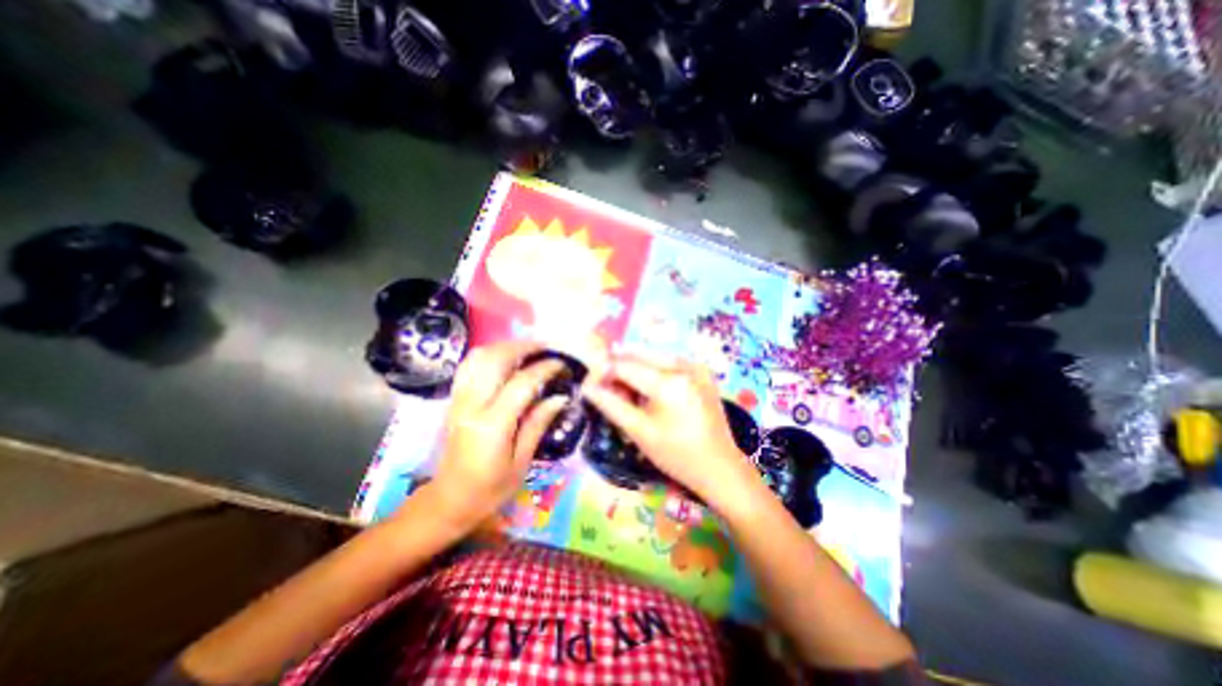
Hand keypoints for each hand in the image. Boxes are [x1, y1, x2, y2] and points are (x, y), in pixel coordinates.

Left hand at [427, 344, 566, 530]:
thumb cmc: (490, 489)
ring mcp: (458, 400)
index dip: (544, 369)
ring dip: (505, 346)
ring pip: (478, 357)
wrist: (449, 500)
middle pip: (495, 360)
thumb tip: (560, 397)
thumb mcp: (522, 462)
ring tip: (528, 349)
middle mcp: (472, 405)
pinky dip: (488, 355)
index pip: (521, 383)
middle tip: (546, 348)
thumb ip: (538, 424)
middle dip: (523, 347)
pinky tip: (504, 359)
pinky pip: (469, 366)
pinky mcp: (454, 400)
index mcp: (492, 425)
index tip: (562, 364)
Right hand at [581, 354, 760, 507]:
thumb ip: (611, 405)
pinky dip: (652, 370)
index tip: (590, 385)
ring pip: (653, 356)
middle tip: (606, 387)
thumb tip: (587, 387)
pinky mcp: (702, 372)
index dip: (602, 372)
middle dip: (618, 367)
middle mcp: (684, 365)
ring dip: (634, 368)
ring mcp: (696, 366)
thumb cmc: (677, 455)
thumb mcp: (640, 432)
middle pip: (639, 355)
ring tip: (626, 391)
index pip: (624, 366)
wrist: (720, 468)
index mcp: (669, 382)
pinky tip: (648, 390)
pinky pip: (669, 362)